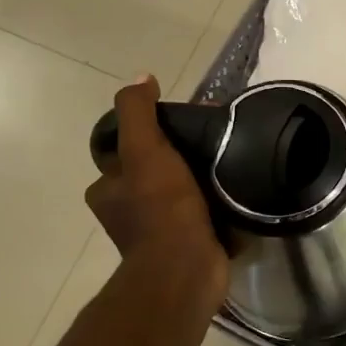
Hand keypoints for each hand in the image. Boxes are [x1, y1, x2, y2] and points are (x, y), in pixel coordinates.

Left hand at [86, 77, 227, 301]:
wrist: (187, 268)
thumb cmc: (161, 207)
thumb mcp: (144, 149)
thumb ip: (137, 112)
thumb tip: (142, 78)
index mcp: (108, 190)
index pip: (123, 151)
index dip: (147, 132)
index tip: (179, 120)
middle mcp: (127, 211)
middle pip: (154, 170)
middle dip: (178, 155)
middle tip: (211, 138)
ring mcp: (158, 232)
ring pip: (179, 192)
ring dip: (200, 179)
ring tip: (228, 159)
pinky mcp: (188, 245)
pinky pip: (202, 215)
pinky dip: (216, 204)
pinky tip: (237, 189)